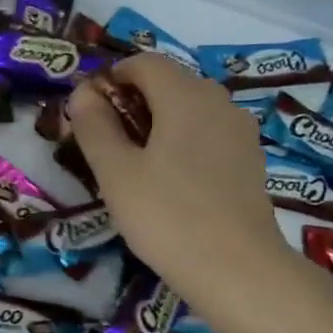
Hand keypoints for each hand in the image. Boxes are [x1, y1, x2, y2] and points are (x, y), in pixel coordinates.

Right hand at [66, 53, 286, 314]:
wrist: (237, 269)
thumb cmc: (166, 215)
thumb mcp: (115, 172)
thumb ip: (94, 126)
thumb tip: (83, 94)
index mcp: (185, 95)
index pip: (143, 63)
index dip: (110, 80)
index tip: (87, 114)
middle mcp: (219, 101)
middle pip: (167, 84)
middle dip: (130, 103)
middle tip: (104, 146)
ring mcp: (239, 131)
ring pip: (188, 110)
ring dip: (155, 125)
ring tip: (133, 168)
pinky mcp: (249, 160)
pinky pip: (206, 135)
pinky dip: (181, 144)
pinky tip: (168, 183)